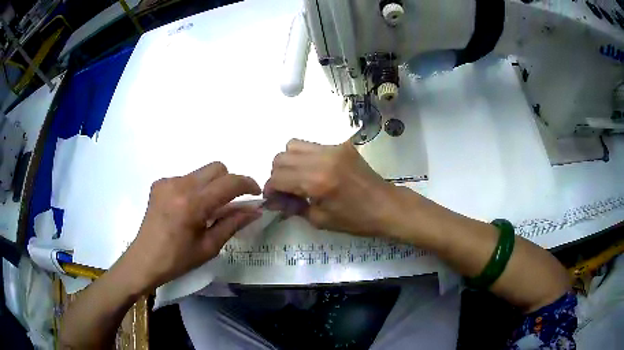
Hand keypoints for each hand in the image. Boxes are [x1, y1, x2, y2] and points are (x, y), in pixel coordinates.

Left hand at [121, 162, 260, 291]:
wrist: (144, 260)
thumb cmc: (178, 260)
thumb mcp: (209, 246)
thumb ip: (233, 223)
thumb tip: (255, 210)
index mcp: (193, 204)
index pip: (229, 183)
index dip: (248, 184)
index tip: (256, 193)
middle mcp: (180, 184)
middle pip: (217, 168)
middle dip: (229, 182)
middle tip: (230, 204)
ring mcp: (167, 181)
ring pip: (201, 173)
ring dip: (211, 186)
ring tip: (205, 210)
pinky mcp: (159, 183)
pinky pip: (185, 178)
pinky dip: (194, 189)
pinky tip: (186, 209)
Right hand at [265, 139, 400, 235]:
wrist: (386, 206)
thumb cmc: (355, 219)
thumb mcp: (320, 220)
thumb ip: (293, 207)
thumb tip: (272, 201)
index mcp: (316, 182)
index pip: (278, 177)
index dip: (270, 189)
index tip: (273, 199)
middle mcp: (322, 159)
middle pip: (281, 157)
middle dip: (276, 175)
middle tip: (285, 190)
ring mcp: (332, 148)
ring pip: (293, 145)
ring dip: (288, 161)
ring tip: (297, 177)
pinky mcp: (341, 145)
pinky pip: (312, 145)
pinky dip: (304, 156)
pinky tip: (313, 170)